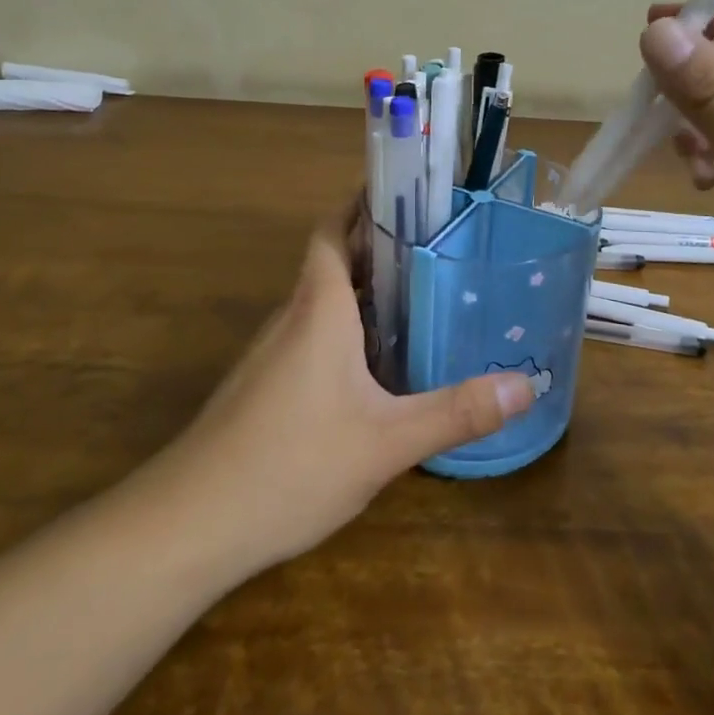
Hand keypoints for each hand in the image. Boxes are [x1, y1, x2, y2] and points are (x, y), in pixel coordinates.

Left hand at [149, 207, 535, 576]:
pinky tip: (377, 363)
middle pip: (335, 259)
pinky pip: (313, 334)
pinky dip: (347, 326)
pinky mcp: (264, 385)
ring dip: (365, 287)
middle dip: (380, 244)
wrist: (187, 525)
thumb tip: (526, 385)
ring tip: (420, 291)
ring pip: (324, 300)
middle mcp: (293, 316)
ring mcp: (272, 352)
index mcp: (320, 306)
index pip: (335, 229)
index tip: (405, 189)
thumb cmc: (290, 464)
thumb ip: (456, 412)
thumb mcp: (386, 442)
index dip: (363, 202)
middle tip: (437, 241)